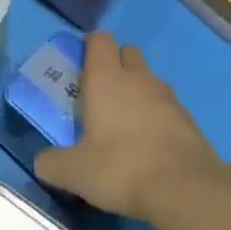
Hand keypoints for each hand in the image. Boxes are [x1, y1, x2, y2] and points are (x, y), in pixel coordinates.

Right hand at [33, 32, 225, 221]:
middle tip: (101, 91)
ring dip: (137, 90)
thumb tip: (42, 163)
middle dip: (116, 62)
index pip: (99, 40)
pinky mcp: (188, 118)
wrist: (185, 189)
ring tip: (125, 120)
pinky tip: (149, 142)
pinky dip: (157, 115)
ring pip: (149, 79)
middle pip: (127, 52)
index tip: (82, 59)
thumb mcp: (75, 172)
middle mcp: (138, 78)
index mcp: (106, 79)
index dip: (90, 44)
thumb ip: (53, 164)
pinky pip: (167, 105)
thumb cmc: (121, 168)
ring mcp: (167, 96)